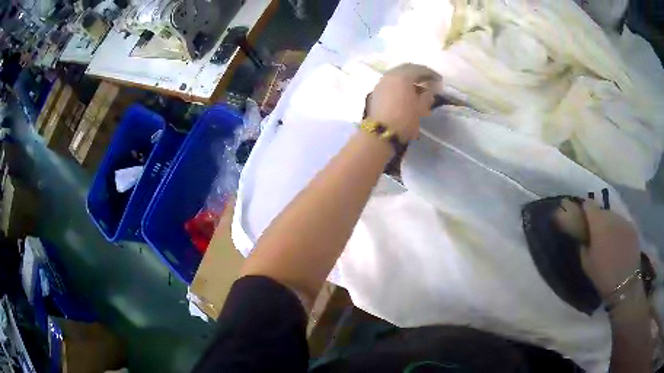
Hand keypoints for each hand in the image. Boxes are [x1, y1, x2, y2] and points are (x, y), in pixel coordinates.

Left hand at [367, 64, 440, 140]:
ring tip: (418, 87)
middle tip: (428, 80)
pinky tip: (405, 92)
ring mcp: (381, 83)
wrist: (381, 133)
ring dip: (408, 78)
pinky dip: (399, 84)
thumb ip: (428, 94)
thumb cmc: (405, 120)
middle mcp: (390, 75)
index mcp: (403, 76)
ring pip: (397, 74)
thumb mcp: (422, 108)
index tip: (439, 80)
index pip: (419, 69)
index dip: (431, 74)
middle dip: (418, 72)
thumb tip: (431, 88)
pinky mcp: (376, 92)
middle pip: (406, 68)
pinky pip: (391, 82)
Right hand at [580, 201, 640, 297]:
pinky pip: (623, 224)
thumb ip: (583, 246)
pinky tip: (618, 244)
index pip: (588, 205)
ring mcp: (625, 220)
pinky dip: (619, 231)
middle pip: (602, 211)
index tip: (582, 219)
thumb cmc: (603, 275)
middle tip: (595, 234)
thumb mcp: (586, 263)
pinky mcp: (633, 227)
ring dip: (609, 225)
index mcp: (599, 223)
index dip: (584, 210)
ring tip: (608, 239)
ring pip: (614, 217)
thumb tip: (584, 238)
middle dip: (598, 219)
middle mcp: (612, 216)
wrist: (625, 283)